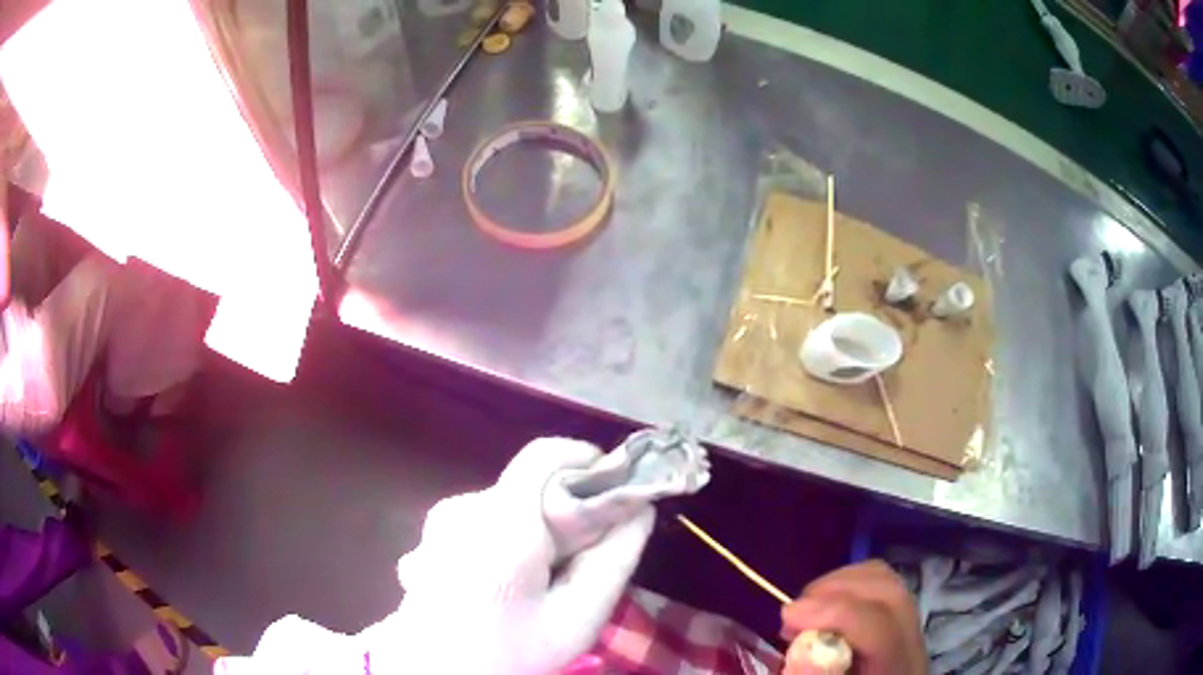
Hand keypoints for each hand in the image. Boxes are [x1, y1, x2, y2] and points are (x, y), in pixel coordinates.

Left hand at [386, 438, 655, 674]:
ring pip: (509, 504)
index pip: (546, 454)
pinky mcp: (430, 533)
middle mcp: (462, 508)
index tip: (614, 497)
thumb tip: (640, 508)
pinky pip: (485, 520)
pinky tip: (506, 582)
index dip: (588, 463)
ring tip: (541, 580)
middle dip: (565, 511)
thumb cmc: (507, 653)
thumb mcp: (576, 620)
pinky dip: (508, 538)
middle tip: (582, 560)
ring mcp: (440, 520)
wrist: (432, 672)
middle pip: (530, 484)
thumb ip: (613, 561)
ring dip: (536, 529)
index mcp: (498, 524)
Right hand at [781, 560, 926, 674]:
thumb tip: (801, 656)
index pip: (880, 627)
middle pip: (889, 594)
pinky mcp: (899, 623)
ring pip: (887, 582)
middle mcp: (913, 644)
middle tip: (792, 615)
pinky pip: (880, 586)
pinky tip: (823, 612)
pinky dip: (848, 587)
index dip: (834, 613)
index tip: (786, 617)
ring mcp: (911, 629)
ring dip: (840, 586)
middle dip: (835, 592)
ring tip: (805, 613)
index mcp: (897, 671)